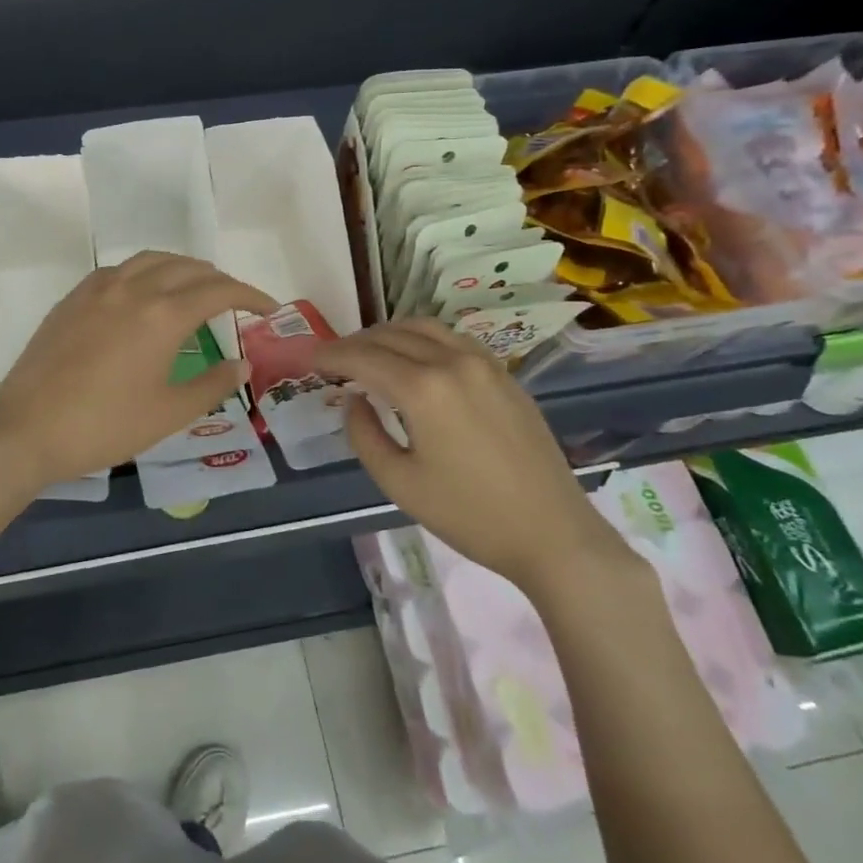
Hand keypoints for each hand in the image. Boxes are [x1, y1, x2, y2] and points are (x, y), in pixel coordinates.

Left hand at [0, 251, 277, 490]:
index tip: (268, 309)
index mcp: (163, 315)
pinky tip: (143, 294)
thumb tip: (243, 363)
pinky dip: (145, 272)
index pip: (219, 290)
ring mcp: (98, 288)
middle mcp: (133, 288)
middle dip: (219, 280)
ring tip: (194, 288)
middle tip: (235, 302)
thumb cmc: (104, 426)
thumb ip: (212, 384)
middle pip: (188, 268)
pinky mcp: (73, 298)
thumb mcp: (168, 413)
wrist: (26, 428)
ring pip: (151, 259)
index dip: (250, 295)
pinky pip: (119, 269)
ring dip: (182, 268)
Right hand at [316, 320, 626, 590]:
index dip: (331, 355)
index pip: (363, 356)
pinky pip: (452, 339)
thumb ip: (363, 434)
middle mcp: (453, 362)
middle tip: (333, 361)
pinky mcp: (504, 374)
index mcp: (423, 389)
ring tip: (369, 354)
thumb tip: (354, 399)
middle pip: (391, 335)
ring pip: (424, 328)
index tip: (310, 359)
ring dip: (389, 334)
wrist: (552, 533)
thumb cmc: (469, 515)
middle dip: (356, 343)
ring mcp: (484, 363)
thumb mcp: (399, 482)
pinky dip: (422, 339)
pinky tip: (414, 360)